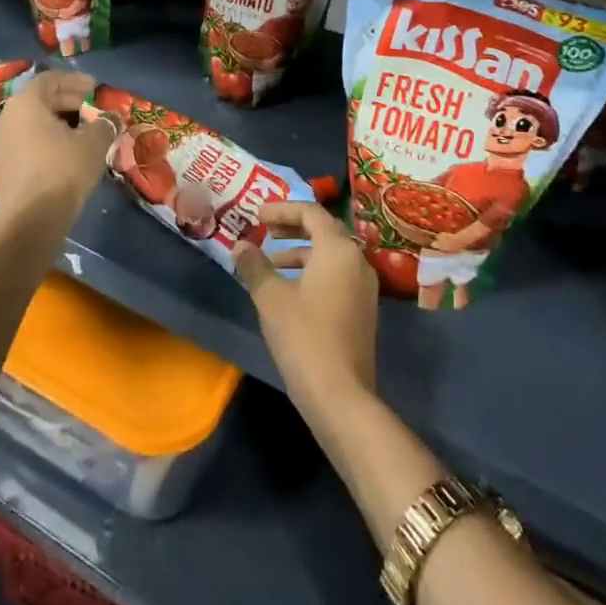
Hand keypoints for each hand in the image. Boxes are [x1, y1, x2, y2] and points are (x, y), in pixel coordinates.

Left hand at [0, 71, 114, 224]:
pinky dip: (45, 142)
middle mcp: (6, 119)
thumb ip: (104, 124)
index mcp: (25, 104)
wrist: (31, 220)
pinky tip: (65, 156)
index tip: (94, 89)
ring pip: (31, 124)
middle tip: (91, 110)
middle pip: (39, 101)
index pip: (49, 80)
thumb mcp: (94, 143)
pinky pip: (25, 145)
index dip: (75, 81)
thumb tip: (113, 118)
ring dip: (56, 124)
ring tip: (81, 133)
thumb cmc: (63, 170)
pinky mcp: (0, 170)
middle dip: (67, 102)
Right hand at [233, 203, 377, 409]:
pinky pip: (336, 275)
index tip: (256, 215)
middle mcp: (357, 260)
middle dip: (292, 228)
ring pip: (330, 255)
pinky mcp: (362, 310)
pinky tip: (289, 291)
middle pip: (324, 230)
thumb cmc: (304, 336)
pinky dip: (312, 272)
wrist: (340, 396)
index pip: (310, 212)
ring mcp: (364, 287)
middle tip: (264, 232)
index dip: (281, 209)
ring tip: (269, 264)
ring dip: (299, 253)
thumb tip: (240, 246)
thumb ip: (255, 266)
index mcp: (338, 249)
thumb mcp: (271, 297)